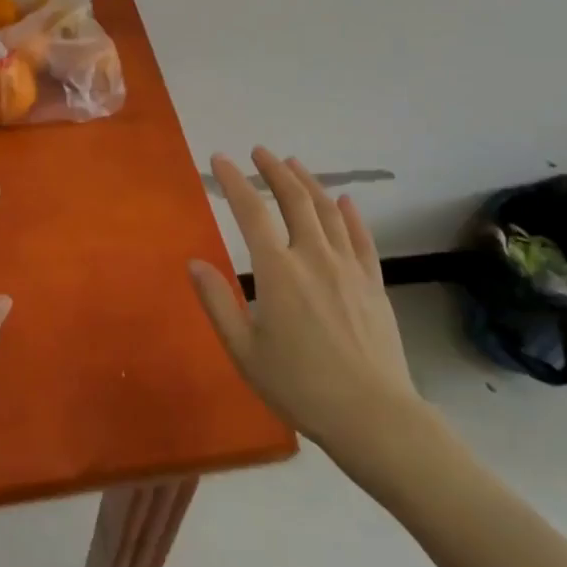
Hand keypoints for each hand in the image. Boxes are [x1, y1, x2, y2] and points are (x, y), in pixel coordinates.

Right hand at [189, 147, 421, 458]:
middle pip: (294, 199)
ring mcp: (348, 267)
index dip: (234, 181)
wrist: (372, 414)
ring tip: (294, 164)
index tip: (221, 160)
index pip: (251, 212)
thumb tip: (193, 263)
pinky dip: (350, 213)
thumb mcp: (244, 351)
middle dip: (274, 170)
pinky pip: (361, 237)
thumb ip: (216, 302)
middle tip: (260, 152)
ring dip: (309, 182)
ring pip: (328, 210)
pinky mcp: (373, 282)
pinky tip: (345, 201)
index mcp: (277, 271)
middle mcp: (313, 256)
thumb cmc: (299, 385)